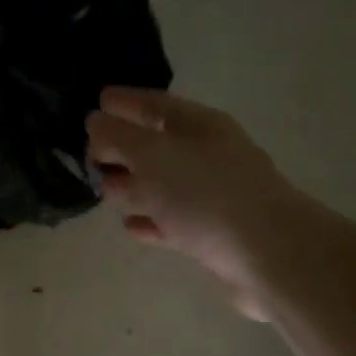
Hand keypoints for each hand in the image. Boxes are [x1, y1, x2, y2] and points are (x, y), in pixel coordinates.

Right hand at [86, 88, 297, 319]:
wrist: (267, 253)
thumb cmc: (206, 194)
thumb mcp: (154, 156)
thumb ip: (118, 136)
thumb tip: (95, 121)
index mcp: (198, 126)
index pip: (155, 105)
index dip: (124, 102)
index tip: (95, 103)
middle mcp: (206, 156)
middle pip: (157, 145)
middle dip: (122, 147)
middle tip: (88, 154)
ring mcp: (211, 196)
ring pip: (162, 184)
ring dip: (132, 185)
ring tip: (102, 190)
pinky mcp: (211, 234)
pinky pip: (171, 221)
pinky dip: (150, 220)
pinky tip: (130, 226)